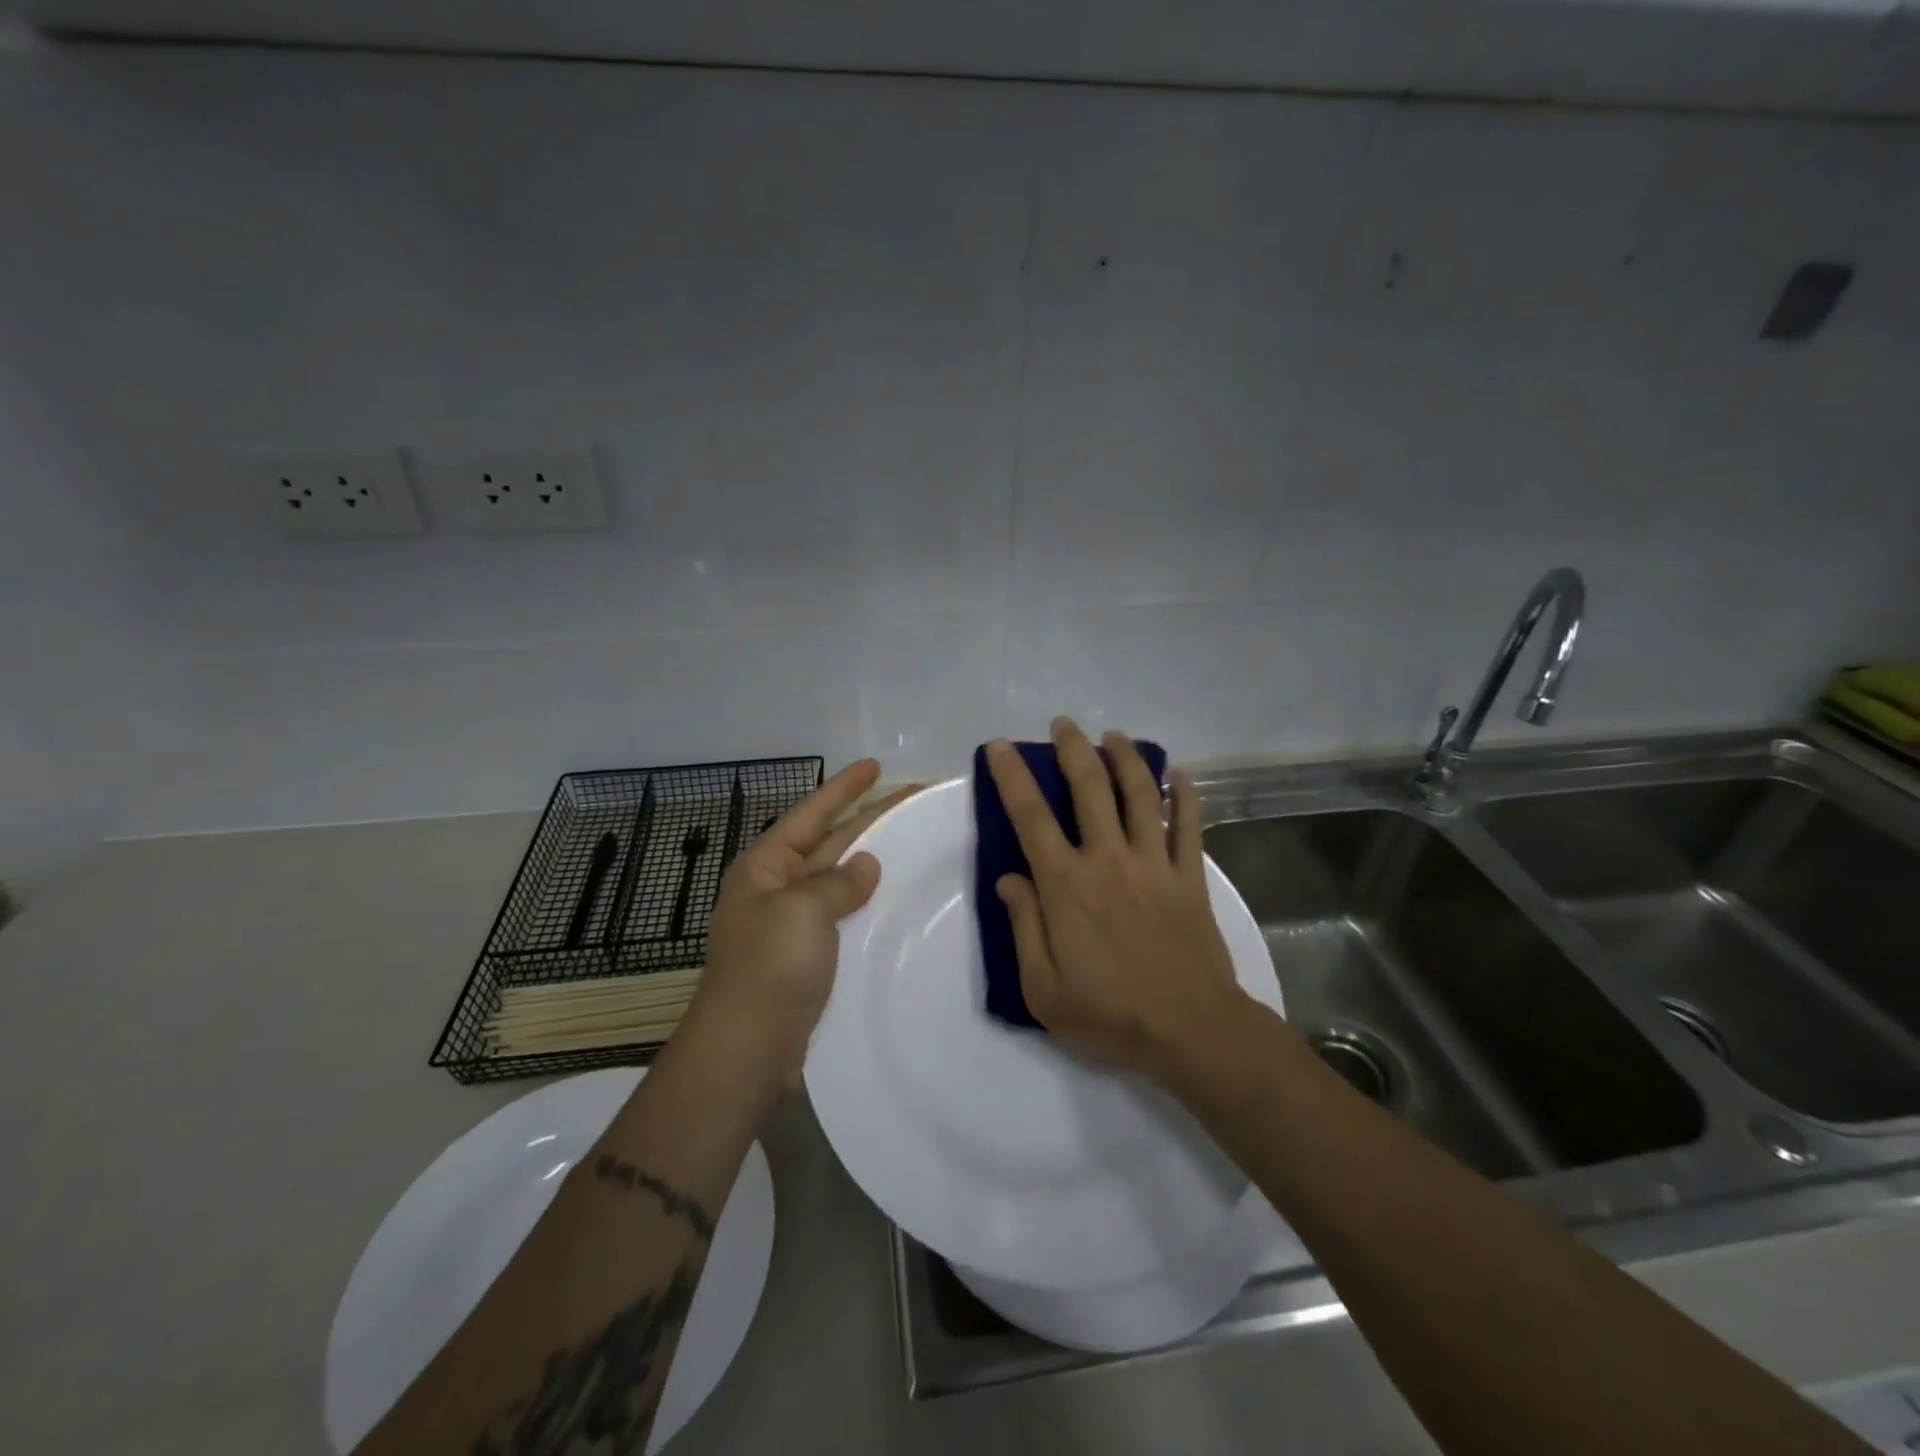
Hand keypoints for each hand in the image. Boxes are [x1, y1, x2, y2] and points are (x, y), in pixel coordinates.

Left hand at [686, 760, 917, 1095]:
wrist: (748, 1048)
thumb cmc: (771, 966)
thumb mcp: (803, 909)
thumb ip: (838, 882)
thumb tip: (865, 865)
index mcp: (765, 866)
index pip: (811, 814)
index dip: (844, 788)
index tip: (875, 766)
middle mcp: (777, 888)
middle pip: (829, 842)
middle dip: (867, 818)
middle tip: (911, 798)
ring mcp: (793, 924)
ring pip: (839, 878)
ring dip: (870, 859)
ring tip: (910, 840)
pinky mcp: (809, 956)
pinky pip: (843, 914)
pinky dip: (867, 901)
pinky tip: (893, 898)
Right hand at [986, 718, 1245, 1081]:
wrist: (1189, 1030)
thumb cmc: (1109, 1013)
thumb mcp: (1042, 987)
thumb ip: (1023, 927)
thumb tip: (1009, 878)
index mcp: (1066, 885)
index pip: (1030, 817)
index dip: (1012, 777)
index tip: (1001, 747)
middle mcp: (1108, 859)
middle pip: (1089, 787)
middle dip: (1073, 748)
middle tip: (1064, 724)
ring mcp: (1153, 863)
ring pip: (1140, 794)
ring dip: (1125, 757)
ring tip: (1114, 735)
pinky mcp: (1189, 875)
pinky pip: (1188, 824)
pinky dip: (1185, 795)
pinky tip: (1179, 774)